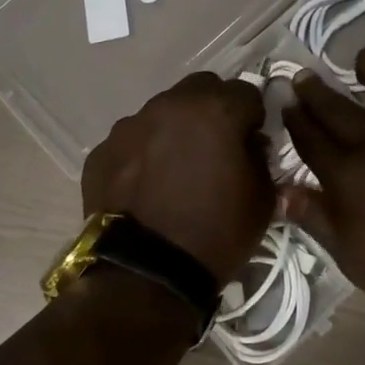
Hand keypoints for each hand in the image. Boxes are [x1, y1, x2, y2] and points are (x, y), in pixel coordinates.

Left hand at [83, 73, 275, 283]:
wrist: (146, 274)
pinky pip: (131, 142)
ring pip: (161, 113)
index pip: (247, 92)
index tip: (252, 143)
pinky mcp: (101, 152)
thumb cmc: (216, 235)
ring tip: (175, 172)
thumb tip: (247, 144)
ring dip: (175, 131)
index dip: (254, 118)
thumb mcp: (263, 200)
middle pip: (200, 90)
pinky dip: (143, 156)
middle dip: (214, 111)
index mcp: (214, 111)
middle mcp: (168, 106)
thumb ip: (260, 158)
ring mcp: (128, 127)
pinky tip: (146, 188)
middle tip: (216, 149)